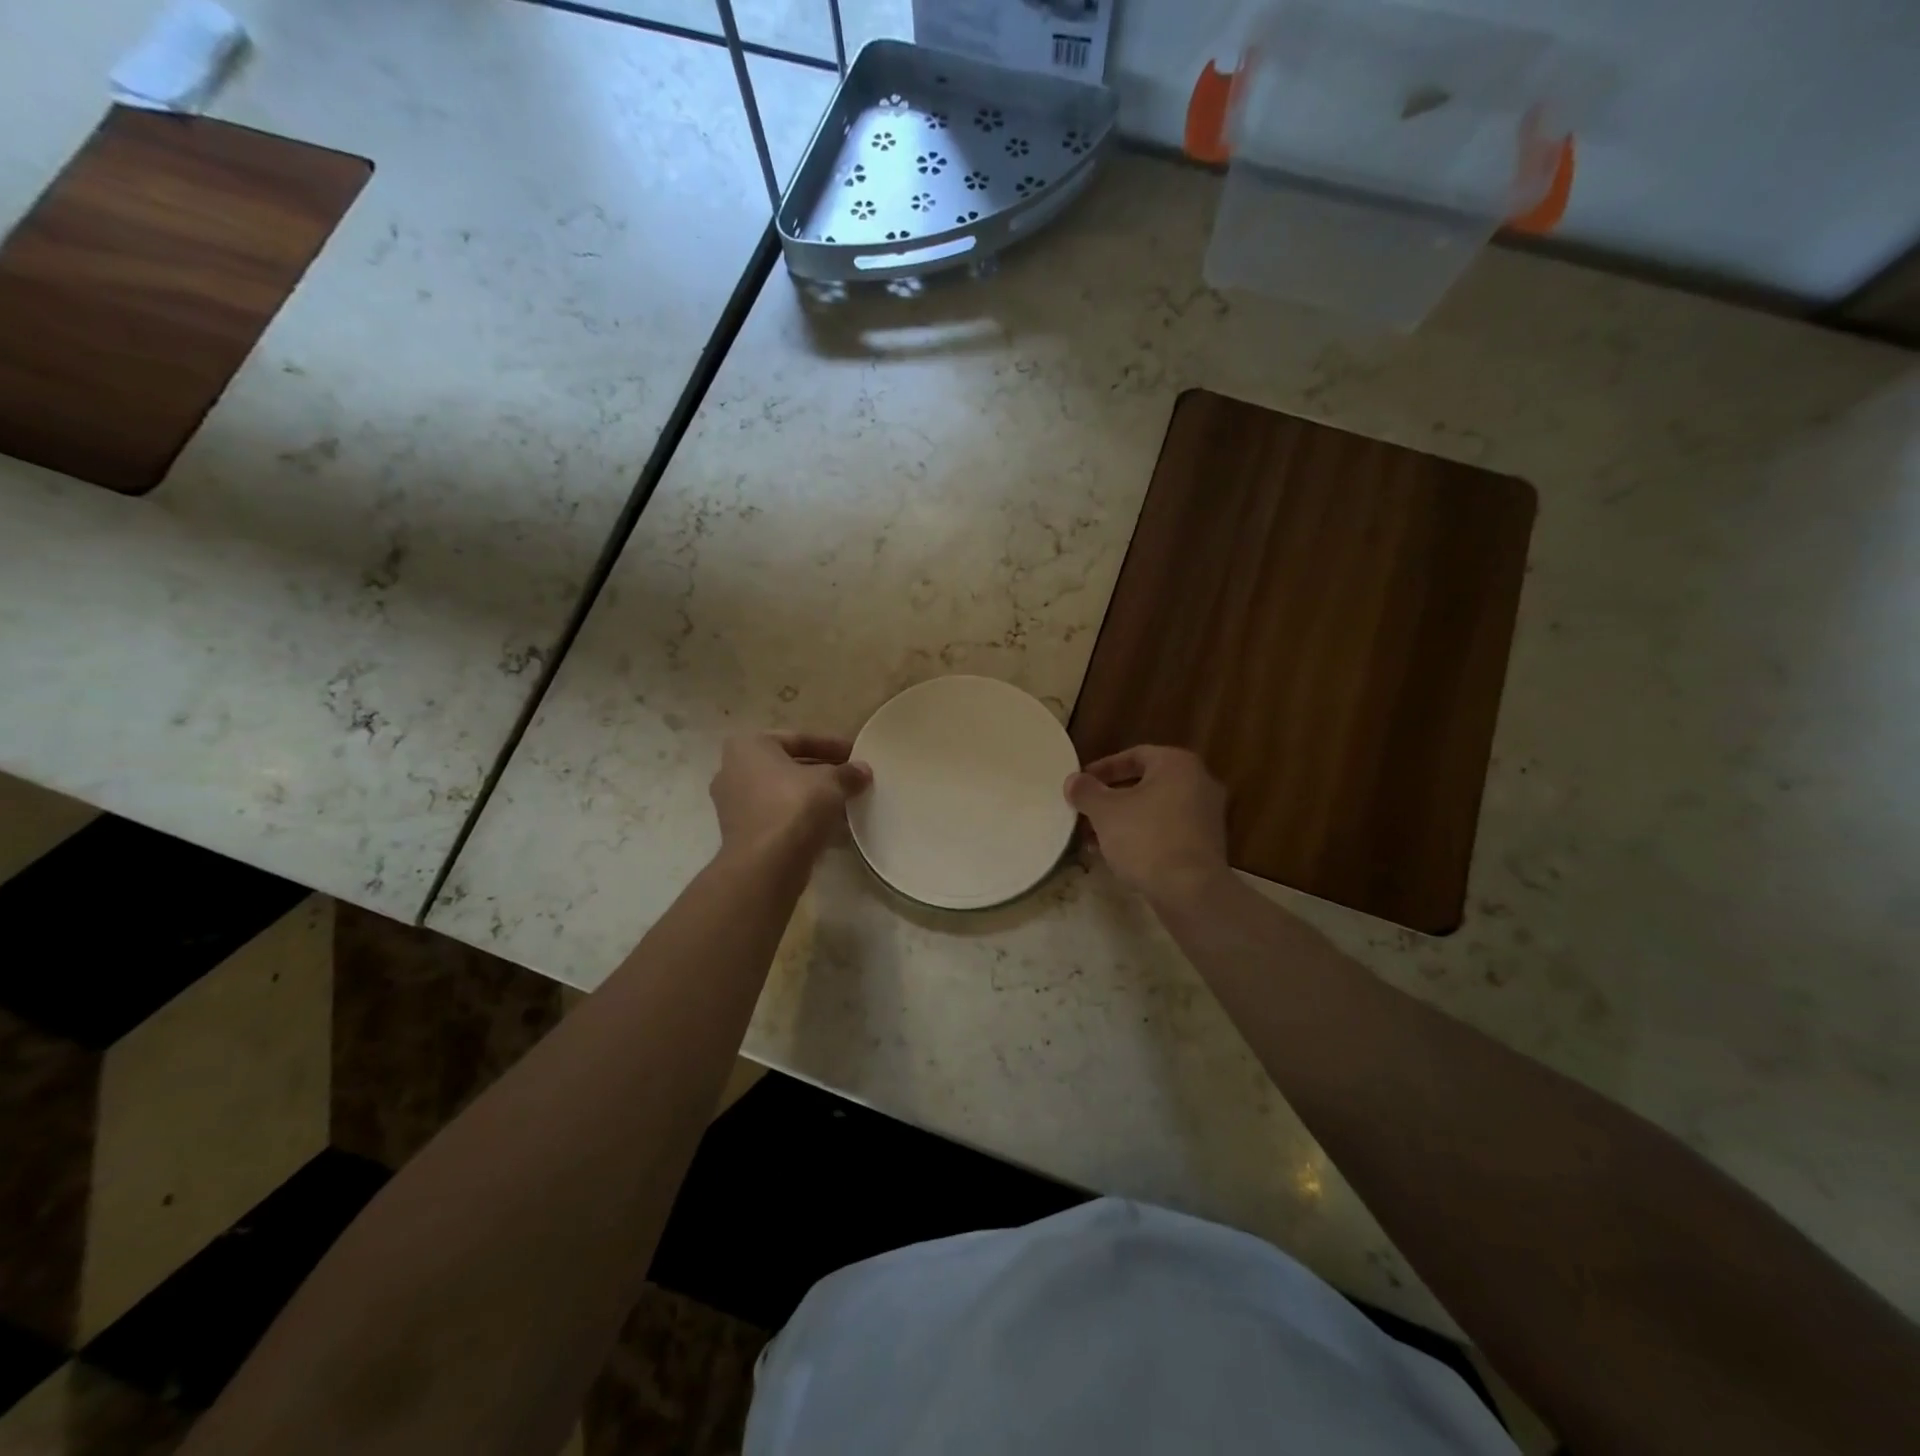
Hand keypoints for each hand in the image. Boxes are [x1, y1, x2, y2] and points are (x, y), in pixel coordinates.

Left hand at [711, 733, 871, 861]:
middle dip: (822, 772)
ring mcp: (734, 805)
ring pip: (783, 793)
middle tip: (852, 778)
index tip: (856, 754)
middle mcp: (733, 770)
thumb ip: (848, 773)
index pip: (799, 739)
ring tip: (846, 802)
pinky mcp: (742, 834)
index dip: (832, 745)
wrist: (766, 865)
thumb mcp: (831, 782)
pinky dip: (802, 818)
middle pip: (789, 766)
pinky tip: (831, 826)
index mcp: (749, 746)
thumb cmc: (794, 807)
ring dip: (813, 797)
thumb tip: (862, 770)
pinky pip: (778, 817)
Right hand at [1064, 746, 1230, 907]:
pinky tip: (1117, 856)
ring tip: (1093, 839)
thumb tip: (1073, 780)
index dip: (1102, 768)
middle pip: (1145, 783)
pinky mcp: (1206, 845)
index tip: (1080, 784)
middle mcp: (1199, 783)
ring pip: (1154, 810)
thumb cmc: (1146, 838)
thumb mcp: (1105, 811)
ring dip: (1123, 820)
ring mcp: (1206, 816)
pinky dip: (1142, 836)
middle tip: (1084, 812)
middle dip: (1110, 799)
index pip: (1134, 755)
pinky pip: (1167, 831)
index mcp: (1177, 764)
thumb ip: (1086, 791)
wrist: (1190, 891)